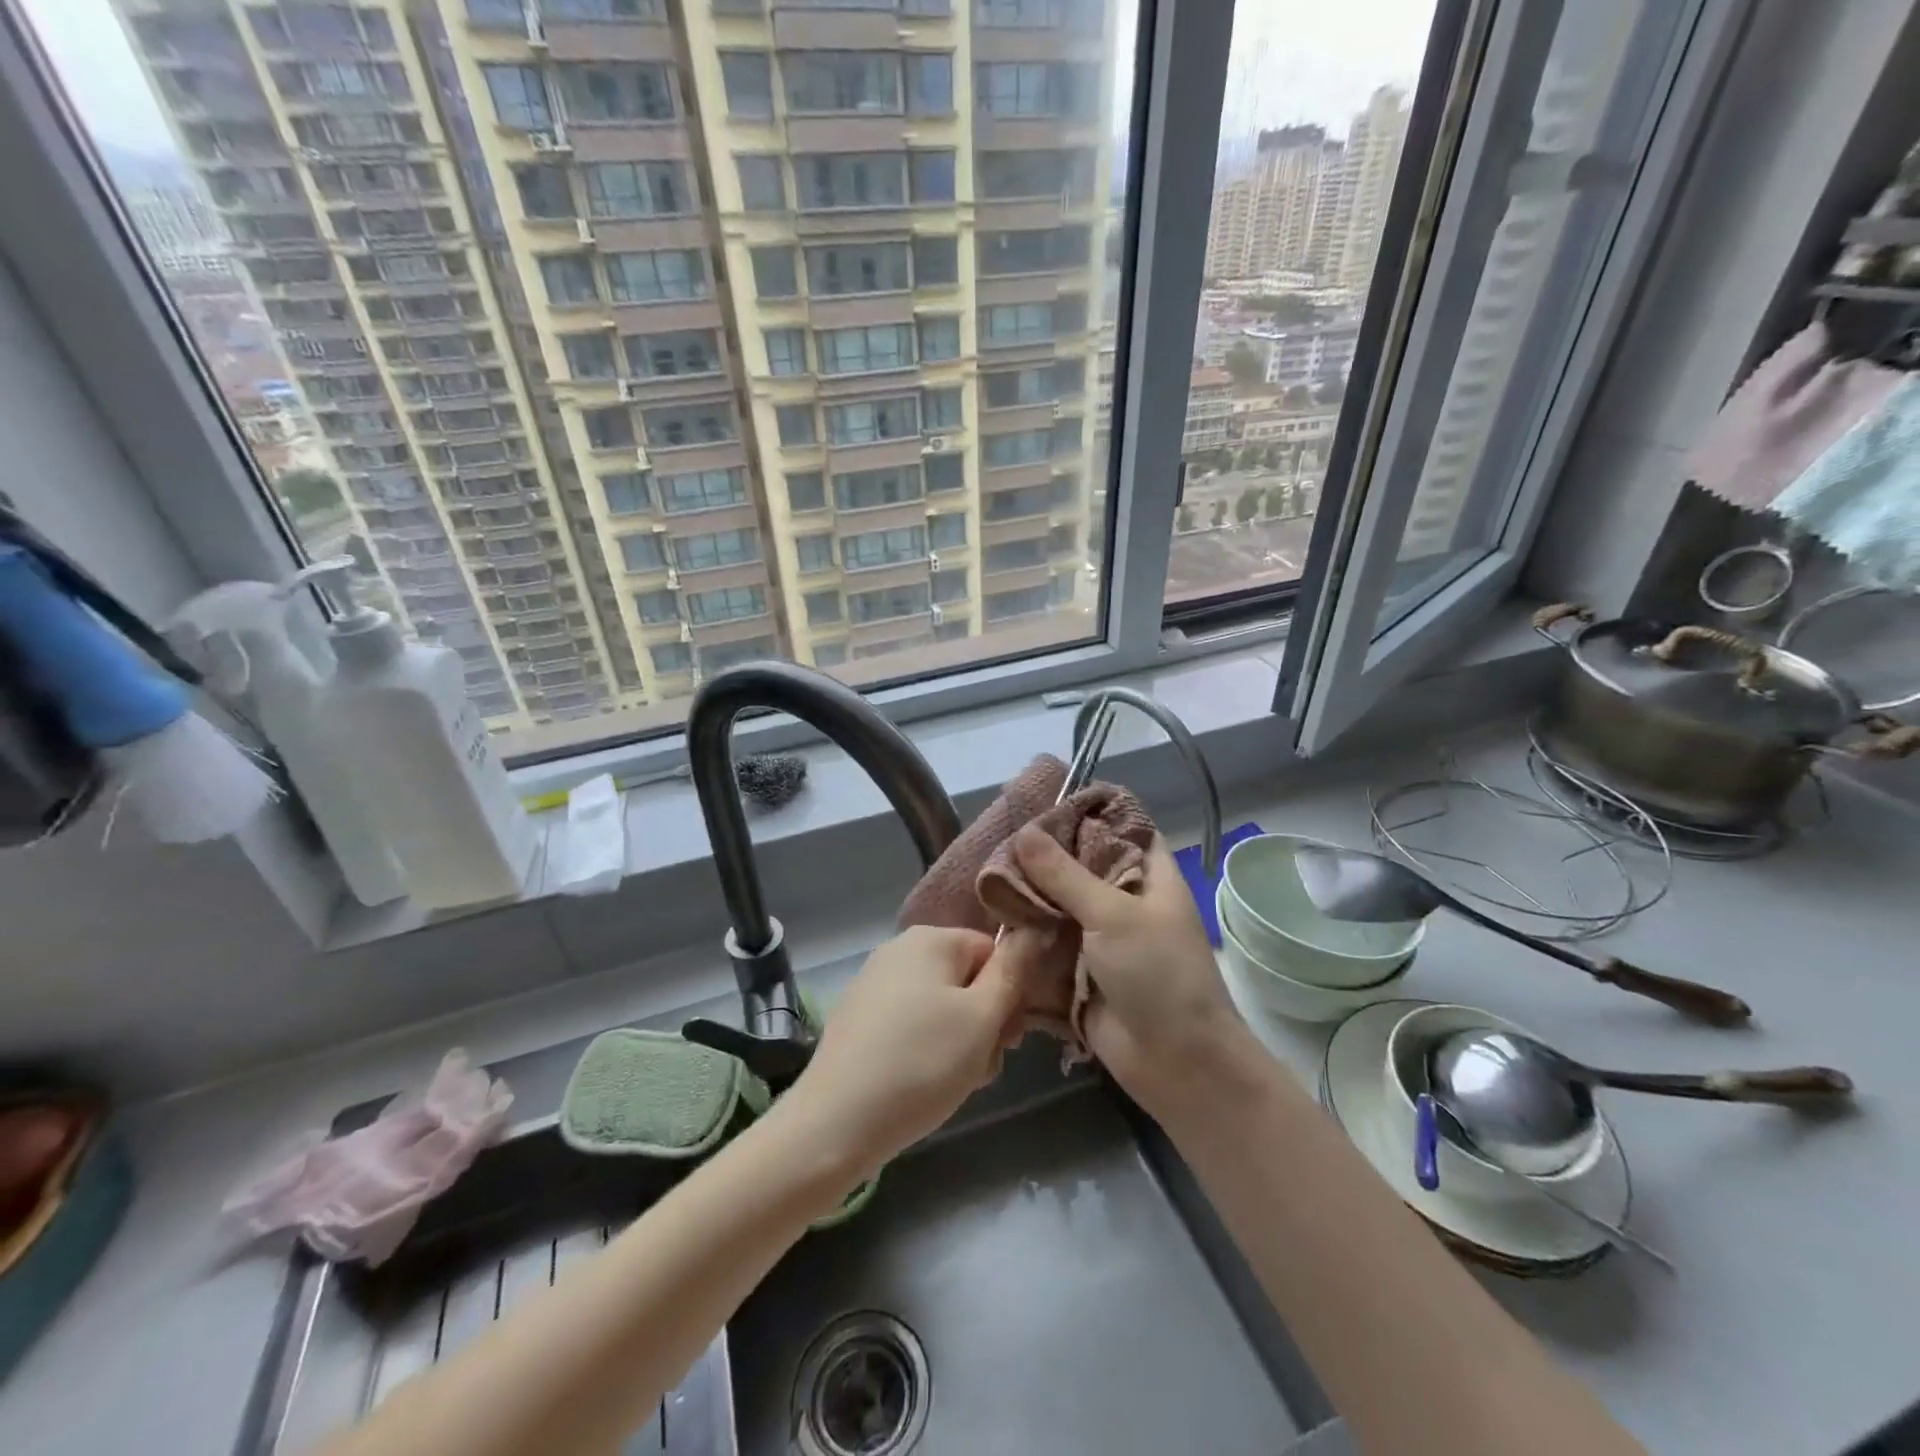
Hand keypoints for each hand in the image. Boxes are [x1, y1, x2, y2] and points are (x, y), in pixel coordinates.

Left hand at [781, 926, 1026, 1178]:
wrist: (836, 1122)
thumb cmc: (921, 1063)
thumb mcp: (982, 1018)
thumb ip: (1013, 971)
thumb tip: (1035, 928)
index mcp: (930, 939)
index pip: (994, 952)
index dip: (1010, 996)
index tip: (1009, 1040)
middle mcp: (899, 949)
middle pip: (967, 979)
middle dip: (985, 1023)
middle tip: (982, 1066)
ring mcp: (874, 983)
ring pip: (942, 1007)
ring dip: (960, 1043)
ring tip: (953, 1082)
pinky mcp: (859, 1018)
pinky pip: (911, 1024)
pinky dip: (926, 1050)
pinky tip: (922, 1085)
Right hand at [1011, 826, 1249, 1110]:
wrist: (1177, 1063)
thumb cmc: (1159, 976)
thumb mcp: (1113, 916)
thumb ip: (1065, 874)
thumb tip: (1024, 831)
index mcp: (1148, 875)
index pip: (1119, 827)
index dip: (1086, 812)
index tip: (1040, 802)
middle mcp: (1124, 898)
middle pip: (1080, 863)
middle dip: (1043, 855)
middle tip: (997, 837)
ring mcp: (1101, 934)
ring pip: (1059, 901)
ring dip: (1029, 892)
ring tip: (983, 871)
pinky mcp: (1080, 967)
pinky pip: (1049, 939)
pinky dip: (1025, 929)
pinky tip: (989, 913)